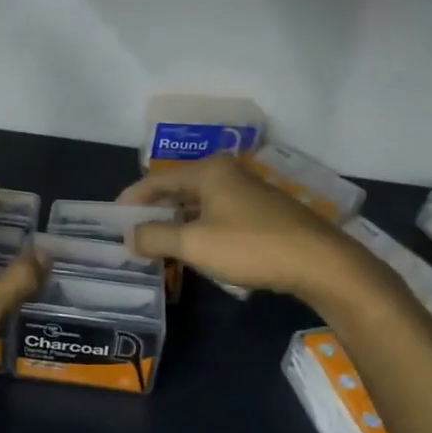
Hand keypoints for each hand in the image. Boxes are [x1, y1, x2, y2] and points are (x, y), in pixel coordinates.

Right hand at [119, 154, 392, 307]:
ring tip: (157, 244)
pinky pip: (218, 214)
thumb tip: (129, 237)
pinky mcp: (263, 211)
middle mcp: (227, 172)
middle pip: (178, 189)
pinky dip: (199, 228)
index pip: (157, 180)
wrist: (318, 262)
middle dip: (154, 211)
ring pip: (199, 203)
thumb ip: (155, 237)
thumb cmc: (250, 246)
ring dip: (177, 222)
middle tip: (132, 234)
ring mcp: (248, 191)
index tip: (112, 219)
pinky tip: (195, 248)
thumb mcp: (194, 244)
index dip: (132, 199)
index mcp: (208, 170)